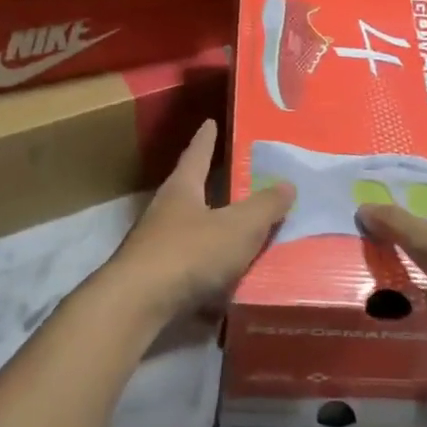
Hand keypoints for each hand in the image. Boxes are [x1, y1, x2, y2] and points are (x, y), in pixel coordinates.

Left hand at [104, 120, 293, 323]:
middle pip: (192, 192)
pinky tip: (230, 282)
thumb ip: (264, 207)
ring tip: (245, 233)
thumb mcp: (238, 227)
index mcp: (182, 189)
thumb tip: (288, 184)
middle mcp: (165, 212)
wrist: (138, 304)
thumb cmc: (189, 252)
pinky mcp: (157, 278)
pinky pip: (192, 267)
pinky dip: (211, 270)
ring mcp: (157, 246)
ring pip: (192, 231)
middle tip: (241, 179)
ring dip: (215, 231)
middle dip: (214, 187)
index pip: (197, 154)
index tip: (210, 122)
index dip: (207, 139)